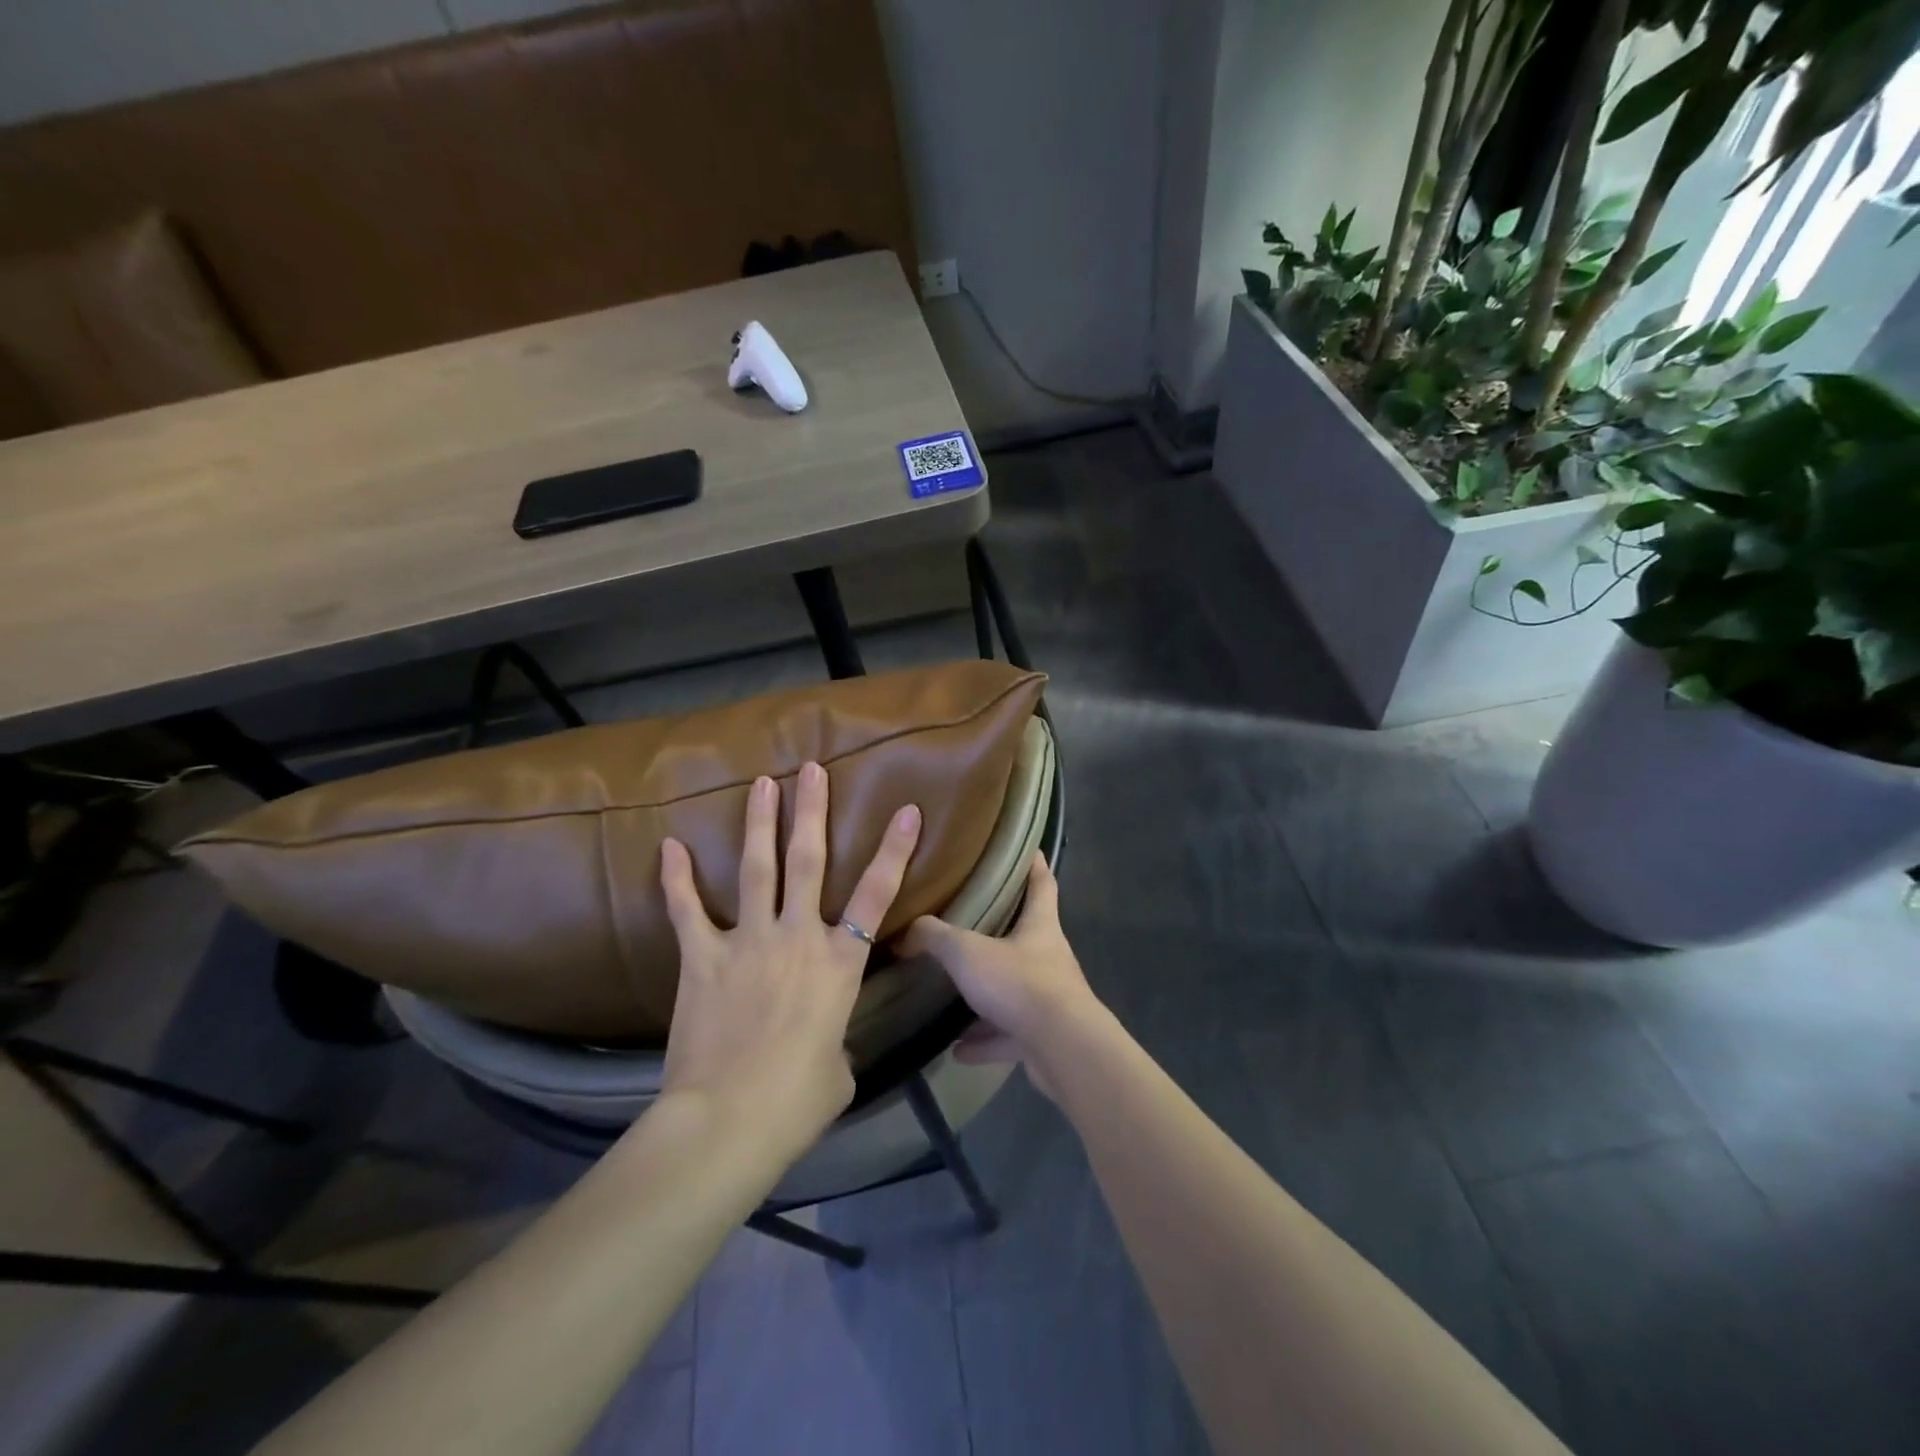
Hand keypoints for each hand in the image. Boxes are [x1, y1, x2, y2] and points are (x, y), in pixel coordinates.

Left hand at [656, 763, 921, 1157]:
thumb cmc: (796, 1102)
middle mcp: (798, 937)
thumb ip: (834, 1039)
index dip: (895, 850)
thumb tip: (823, 1040)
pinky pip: (687, 911)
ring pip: (757, 868)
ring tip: (762, 782)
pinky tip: (669, 846)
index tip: (907, 810)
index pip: (878, 895)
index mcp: (840, 964)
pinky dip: (677, 879)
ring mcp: (748, 941)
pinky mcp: (702, 958)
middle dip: (812, 811)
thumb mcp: (837, 1070)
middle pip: (809, 861)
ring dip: (760, 823)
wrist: (729, 1121)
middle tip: (812, 769)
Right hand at [899, 852, 1098, 1098]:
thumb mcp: (968, 952)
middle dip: (1000, 930)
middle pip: (1026, 935)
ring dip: (987, 994)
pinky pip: (1008, 1034)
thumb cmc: (1020, 983)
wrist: (1062, 1049)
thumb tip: (906, 930)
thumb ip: (935, 937)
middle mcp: (1048, 957)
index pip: (1042, 882)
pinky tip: (958, 1049)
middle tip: (967, 921)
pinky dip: (985, 1040)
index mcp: (1040, 925)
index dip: (1033, 863)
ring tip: (954, 993)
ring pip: (1014, 989)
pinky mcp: (1042, 1037)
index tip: (1025, 847)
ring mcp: (1048, 999)